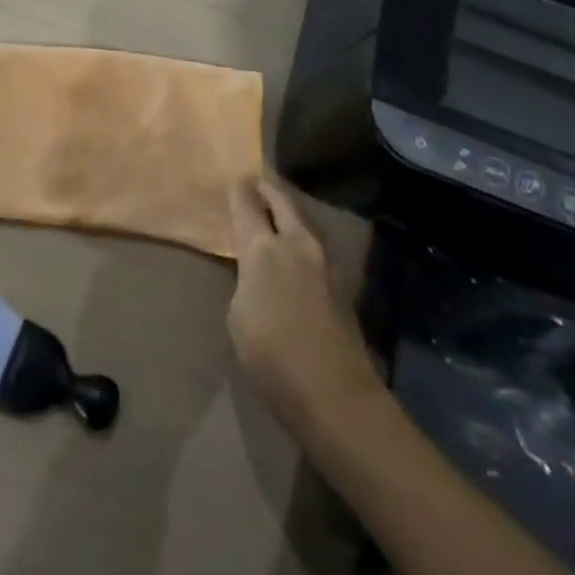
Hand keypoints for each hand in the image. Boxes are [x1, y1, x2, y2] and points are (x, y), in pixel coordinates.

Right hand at [226, 176, 377, 431]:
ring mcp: (323, 261)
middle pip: (281, 201)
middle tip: (255, 183)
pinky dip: (301, 234)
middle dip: (267, 190)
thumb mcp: (239, 316)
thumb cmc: (272, 357)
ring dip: (288, 210)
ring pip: (303, 219)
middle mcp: (295, 243)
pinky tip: (295, 246)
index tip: (234, 180)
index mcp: (262, 248)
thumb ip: (246, 280)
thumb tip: (256, 270)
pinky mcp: (340, 281)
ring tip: (275, 210)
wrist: (335, 394)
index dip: (239, 190)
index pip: (247, 204)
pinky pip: (314, 243)